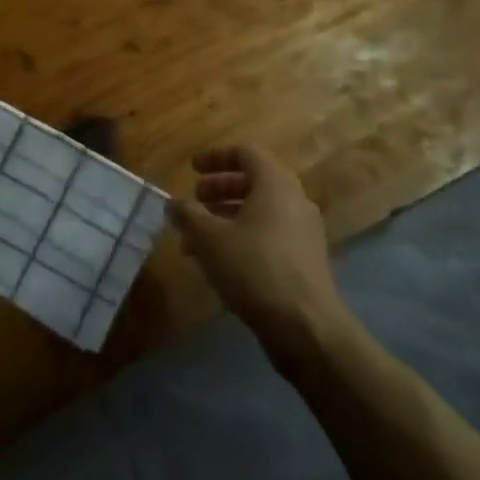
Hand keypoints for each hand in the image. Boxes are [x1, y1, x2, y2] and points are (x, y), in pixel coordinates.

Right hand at [170, 145, 345, 349]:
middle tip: (194, 201)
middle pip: (253, 181)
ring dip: (225, 218)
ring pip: (259, 211)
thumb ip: (188, 215)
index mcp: (275, 184)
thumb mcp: (210, 239)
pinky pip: (268, 234)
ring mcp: (303, 231)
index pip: (246, 152)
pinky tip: (219, 262)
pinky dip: (242, 237)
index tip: (192, 168)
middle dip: (219, 189)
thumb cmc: (254, 269)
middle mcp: (294, 200)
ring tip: (195, 239)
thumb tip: (174, 203)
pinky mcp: (304, 259)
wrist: (306, 327)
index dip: (216, 156)